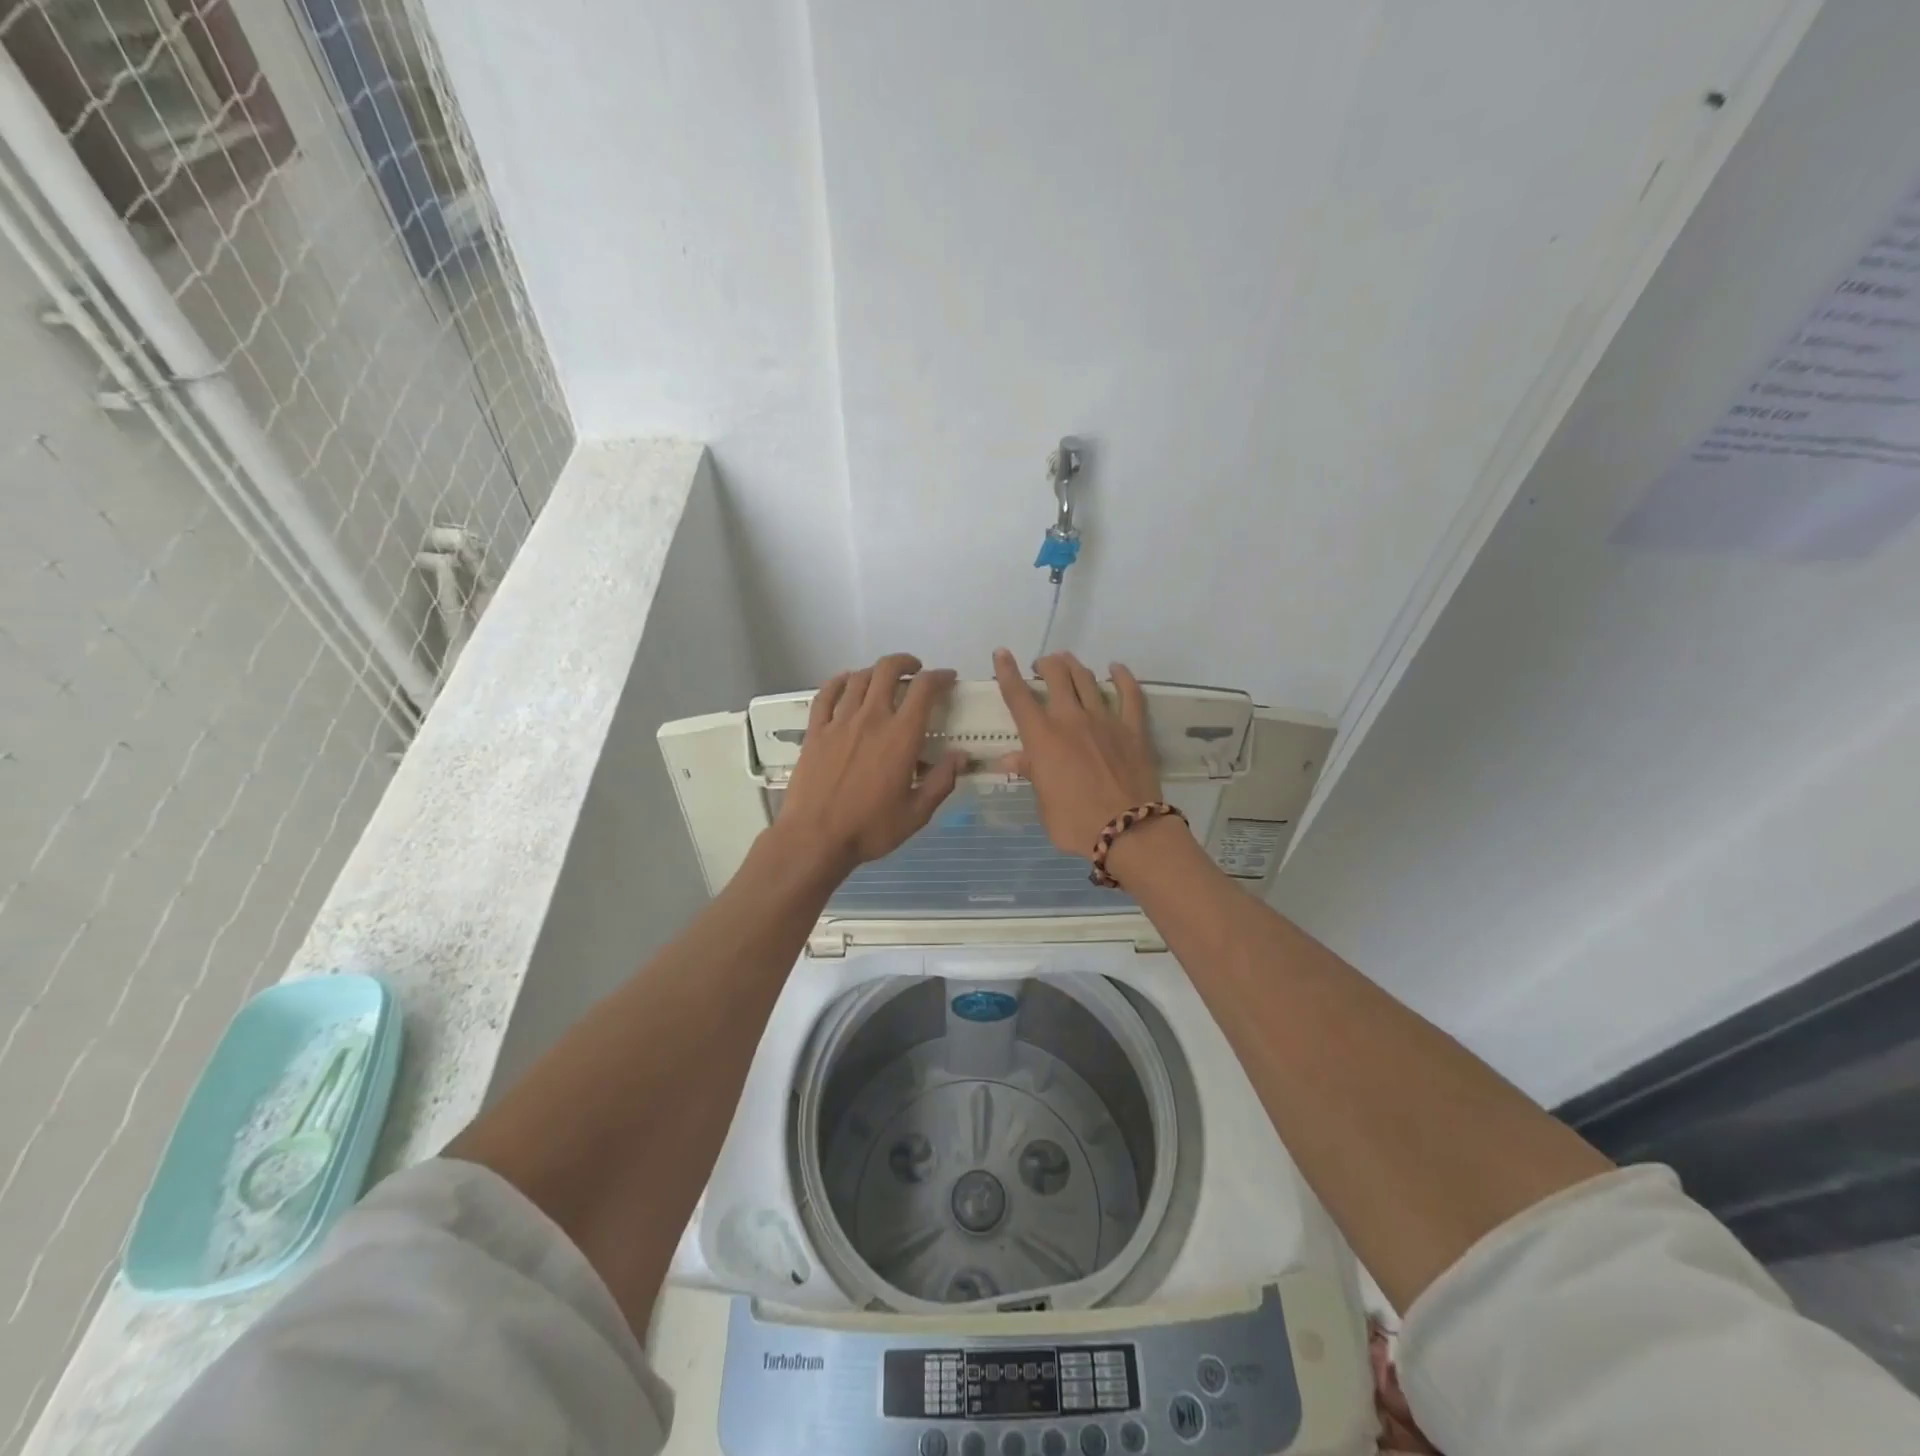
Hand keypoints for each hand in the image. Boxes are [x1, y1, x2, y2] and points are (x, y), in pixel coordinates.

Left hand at [775, 653, 966, 872]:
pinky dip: (839, 681)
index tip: (947, 678)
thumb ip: (942, 781)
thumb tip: (961, 757)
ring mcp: (839, 722)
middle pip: (887, 671)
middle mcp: (871, 719)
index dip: (939, 677)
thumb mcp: (917, 813)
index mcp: (901, 736)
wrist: (815, 838)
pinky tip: (846, 681)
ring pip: (859, 678)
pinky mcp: (816, 731)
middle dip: (906, 663)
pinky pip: (826, 694)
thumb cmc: (870, 829)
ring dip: (876, 671)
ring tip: (885, 678)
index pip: (924, 689)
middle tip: (916, 671)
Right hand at [992, 648, 1163, 859]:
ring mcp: (1105, 720)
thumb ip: (1030, 773)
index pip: (1019, 696)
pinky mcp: (1133, 728)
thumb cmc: (1076, 823)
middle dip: (1045, 664)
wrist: (1128, 831)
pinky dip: (1122, 677)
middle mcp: (1071, 719)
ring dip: (1073, 666)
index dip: (1007, 672)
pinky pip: (1129, 694)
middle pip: (1056, 676)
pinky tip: (1116, 668)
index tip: (1002, 654)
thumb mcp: (1043, 803)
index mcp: (1042, 737)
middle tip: (1040, 667)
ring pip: (1086, 679)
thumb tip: (1010, 759)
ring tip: (1067, 663)